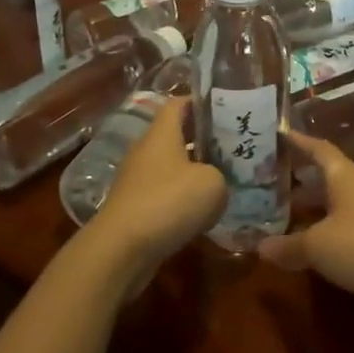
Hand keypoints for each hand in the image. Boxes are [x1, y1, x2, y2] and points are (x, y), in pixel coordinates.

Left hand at [87, 97, 224, 286]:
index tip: (226, 110)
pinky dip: (181, 199)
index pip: (179, 103)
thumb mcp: (212, 184)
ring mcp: (136, 179)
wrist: (120, 250)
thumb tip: (215, 183)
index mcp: (162, 133)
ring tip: (223, 182)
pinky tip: (201, 214)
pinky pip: (163, 193)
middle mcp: (146, 150)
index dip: (202, 102)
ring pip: (171, 166)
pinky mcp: (133, 206)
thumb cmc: (168, 203)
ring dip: (193, 172)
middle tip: (233, 149)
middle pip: (176, 134)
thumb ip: (221, 175)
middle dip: (203, 140)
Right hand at [260, 132, 353, 328]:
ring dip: (311, 208)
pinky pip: (346, 227)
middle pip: (325, 176)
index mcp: (344, 175)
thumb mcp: (318, 246)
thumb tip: (259, 246)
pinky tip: (310, 247)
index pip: (318, 148)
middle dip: (298, 179)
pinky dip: (326, 232)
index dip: (297, 141)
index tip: (277, 136)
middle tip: (267, 183)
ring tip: (281, 217)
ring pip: (335, 203)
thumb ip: (288, 245)